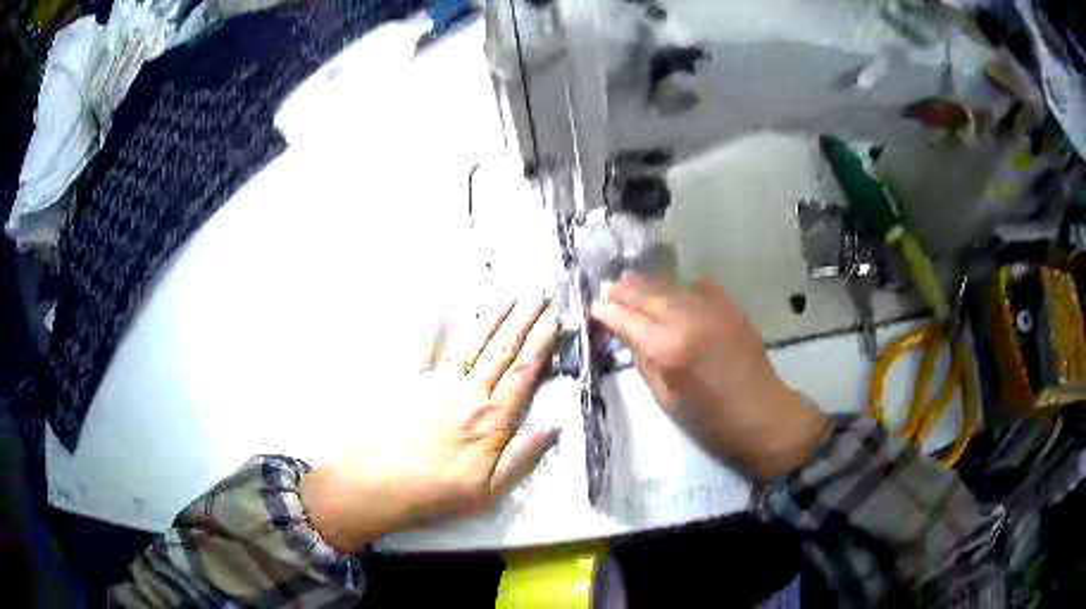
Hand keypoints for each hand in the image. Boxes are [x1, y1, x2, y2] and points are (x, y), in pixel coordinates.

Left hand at [301, 296, 559, 552]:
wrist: (378, 483)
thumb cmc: (436, 492)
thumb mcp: (490, 490)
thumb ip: (522, 457)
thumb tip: (554, 427)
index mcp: (490, 418)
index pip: (523, 373)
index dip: (541, 343)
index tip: (553, 318)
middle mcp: (468, 392)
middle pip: (501, 350)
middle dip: (523, 320)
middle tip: (539, 294)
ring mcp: (436, 383)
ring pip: (471, 344)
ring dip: (492, 318)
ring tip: (509, 295)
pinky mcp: (408, 383)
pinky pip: (423, 350)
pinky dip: (433, 330)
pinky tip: (442, 311)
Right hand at [591, 274, 828, 481]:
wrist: (762, 415)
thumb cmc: (710, 420)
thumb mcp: (665, 398)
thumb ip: (644, 361)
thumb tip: (627, 335)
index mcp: (669, 348)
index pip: (628, 320)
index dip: (608, 311)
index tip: (594, 306)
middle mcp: (689, 318)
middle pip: (648, 294)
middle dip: (624, 290)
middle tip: (607, 288)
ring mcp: (713, 308)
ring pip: (671, 286)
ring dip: (649, 285)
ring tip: (631, 283)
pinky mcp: (730, 307)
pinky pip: (699, 286)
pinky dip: (681, 288)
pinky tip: (675, 294)